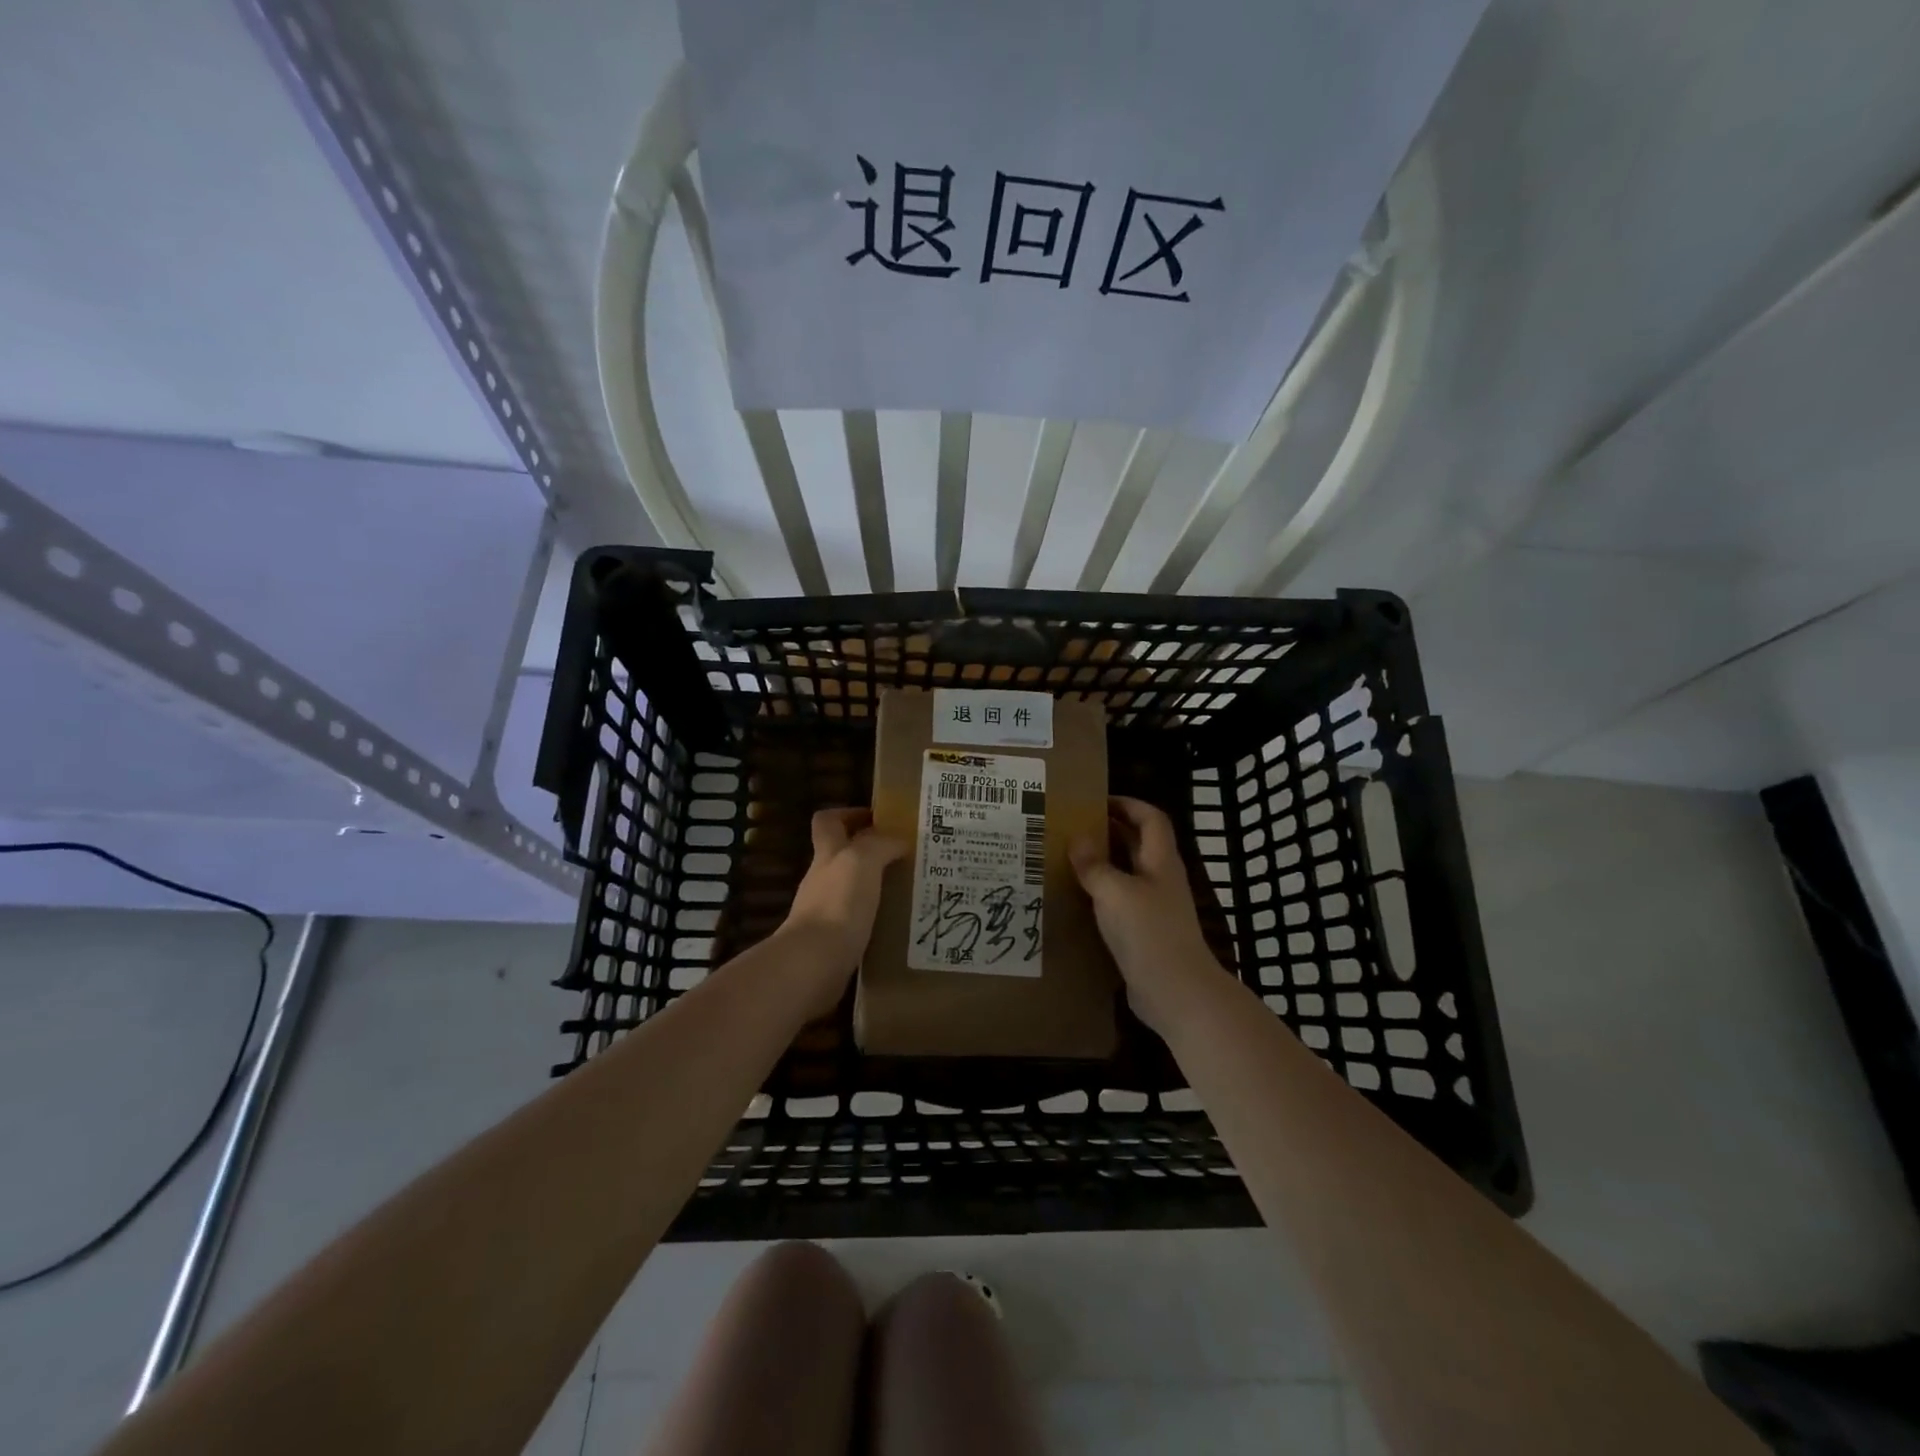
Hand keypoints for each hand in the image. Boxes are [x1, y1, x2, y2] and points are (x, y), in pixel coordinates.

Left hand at [777, 808, 907, 1016]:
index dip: (849, 814)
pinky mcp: (832, 942)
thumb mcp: (863, 860)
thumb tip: (899, 840)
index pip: (828, 821)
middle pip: (841, 855)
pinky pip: (857, 921)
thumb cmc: (839, 904)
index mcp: (828, 854)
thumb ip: (880, 844)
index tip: (878, 818)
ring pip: (851, 889)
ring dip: (875, 886)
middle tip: (905, 855)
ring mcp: (825, 912)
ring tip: (908, 889)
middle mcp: (822, 880)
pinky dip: (874, 918)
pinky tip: (897, 923)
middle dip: (870, 852)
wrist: (815, 964)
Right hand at [1071, 796, 1233, 1038]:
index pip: (1150, 818)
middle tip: (1071, 826)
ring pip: (1126, 874)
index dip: (1128, 804)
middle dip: (1108, 831)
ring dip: (1101, 863)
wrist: (1176, 992)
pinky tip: (1074, 898)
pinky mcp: (1143, 933)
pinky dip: (1099, 894)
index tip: (1096, 800)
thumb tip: (1077, 837)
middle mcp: (1159, 879)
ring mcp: (1153, 908)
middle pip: (1137, 844)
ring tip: (1065, 858)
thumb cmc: (1149, 932)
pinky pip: (1119, 902)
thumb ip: (1094, 864)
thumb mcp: (1115, 892)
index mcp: (1160, 861)